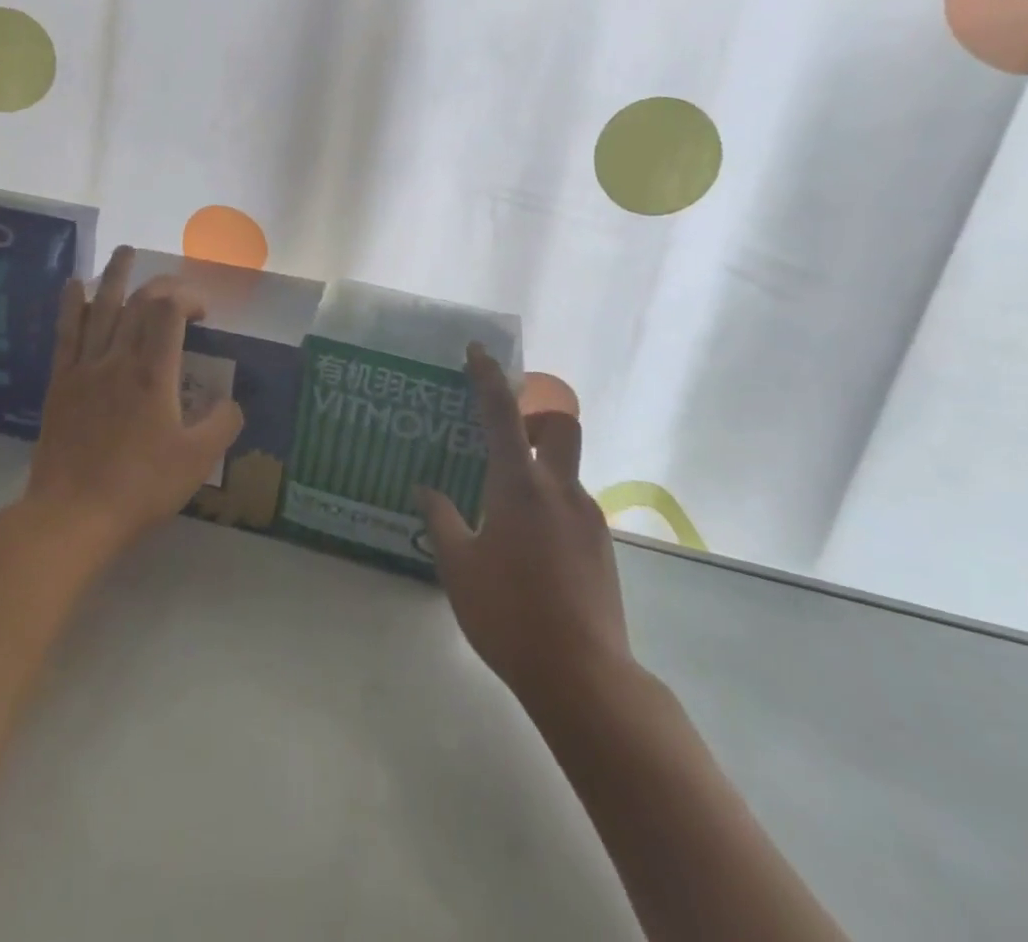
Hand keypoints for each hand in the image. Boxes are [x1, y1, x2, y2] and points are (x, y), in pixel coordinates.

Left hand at [22, 247, 243, 563]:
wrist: (72, 515)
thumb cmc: (140, 487)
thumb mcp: (197, 461)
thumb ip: (222, 424)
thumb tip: (231, 401)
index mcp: (153, 374)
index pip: (169, 311)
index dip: (189, 297)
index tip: (203, 313)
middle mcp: (118, 359)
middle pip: (138, 302)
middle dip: (161, 285)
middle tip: (178, 288)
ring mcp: (85, 368)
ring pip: (100, 307)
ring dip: (115, 276)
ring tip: (125, 251)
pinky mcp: (60, 383)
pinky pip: (66, 333)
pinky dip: (72, 304)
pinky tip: (74, 285)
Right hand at [418, 345, 635, 708]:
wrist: (584, 676)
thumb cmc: (509, 614)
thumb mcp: (459, 566)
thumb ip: (441, 519)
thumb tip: (425, 489)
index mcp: (519, 485)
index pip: (502, 413)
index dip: (488, 377)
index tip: (478, 351)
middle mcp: (560, 489)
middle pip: (559, 424)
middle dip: (534, 415)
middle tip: (504, 437)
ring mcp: (588, 517)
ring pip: (565, 469)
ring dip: (537, 468)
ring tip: (505, 509)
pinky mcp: (602, 545)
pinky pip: (572, 504)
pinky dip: (549, 504)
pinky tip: (529, 546)